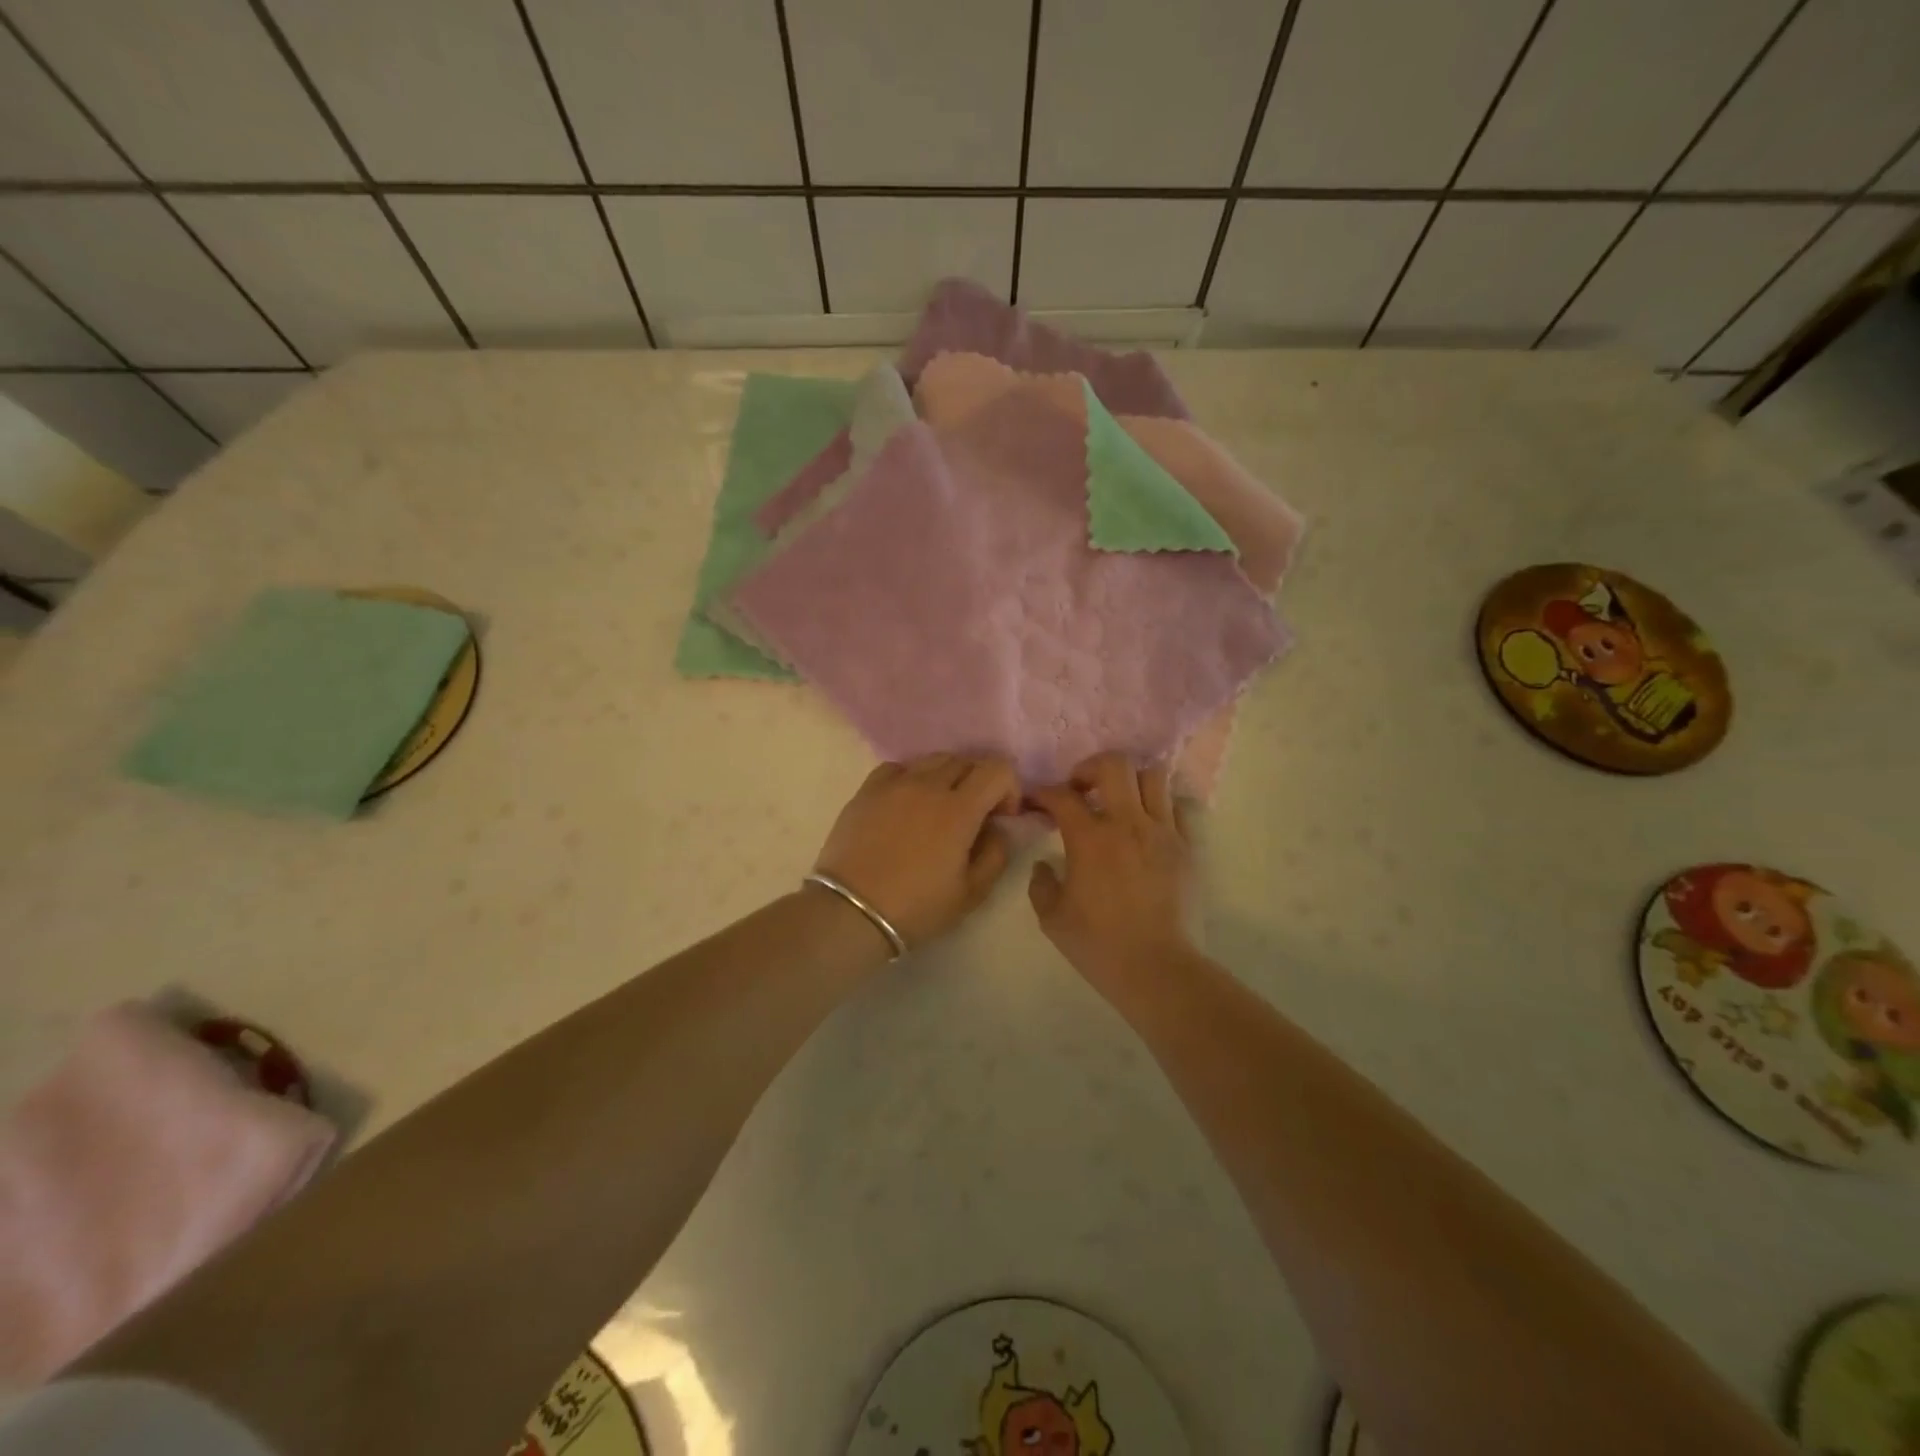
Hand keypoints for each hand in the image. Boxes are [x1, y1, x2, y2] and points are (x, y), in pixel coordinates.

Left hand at [813, 754, 1020, 947]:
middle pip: (966, 761)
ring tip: (939, 808)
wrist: (851, 912)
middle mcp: (928, 785)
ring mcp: (894, 784)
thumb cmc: (916, 907)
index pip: (997, 769)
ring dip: (948, 777)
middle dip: (979, 783)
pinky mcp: (867, 790)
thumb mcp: (971, 893)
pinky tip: (907, 803)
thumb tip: (997, 828)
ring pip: (933, 760)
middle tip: (974, 815)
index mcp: (959, 809)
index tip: (1001, 816)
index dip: (1008, 788)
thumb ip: (995, 854)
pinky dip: (912, 778)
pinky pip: (898, 768)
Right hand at [1027, 753, 1197, 980]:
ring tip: (1119, 801)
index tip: (1037, 801)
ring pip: (1153, 777)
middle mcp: (1128, 824)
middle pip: (1113, 765)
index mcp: (1090, 839)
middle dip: (1091, 768)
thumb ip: (1041, 885)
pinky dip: (1161, 806)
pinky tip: (1148, 826)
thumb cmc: (1100, 946)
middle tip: (1081, 789)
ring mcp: (1164, 832)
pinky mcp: (1188, 848)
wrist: (1159, 970)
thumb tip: (1045, 865)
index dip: (1044, 792)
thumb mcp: (1052, 919)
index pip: (1062, 796)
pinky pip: (1178, 808)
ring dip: (1130, 781)